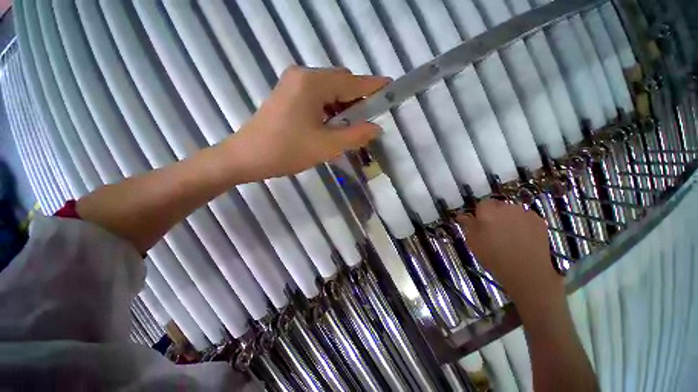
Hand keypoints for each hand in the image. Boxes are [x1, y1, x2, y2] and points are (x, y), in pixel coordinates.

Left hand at [226, 66, 389, 180]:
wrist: (247, 158)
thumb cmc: (287, 151)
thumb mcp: (327, 146)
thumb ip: (355, 135)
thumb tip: (376, 128)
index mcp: (312, 83)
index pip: (352, 82)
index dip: (373, 87)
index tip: (391, 89)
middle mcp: (303, 76)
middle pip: (341, 84)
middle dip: (357, 101)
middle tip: (367, 122)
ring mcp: (293, 85)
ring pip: (329, 92)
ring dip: (343, 108)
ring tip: (349, 129)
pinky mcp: (288, 96)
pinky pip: (317, 98)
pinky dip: (330, 110)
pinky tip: (332, 127)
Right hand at [456, 200, 562, 306]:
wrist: (526, 271)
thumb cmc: (493, 255)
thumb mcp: (472, 240)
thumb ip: (467, 224)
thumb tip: (462, 215)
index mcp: (488, 209)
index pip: (481, 203)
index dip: (480, 213)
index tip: (480, 224)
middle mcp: (507, 206)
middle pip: (498, 206)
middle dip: (495, 215)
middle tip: (493, 231)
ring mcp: (525, 213)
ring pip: (513, 211)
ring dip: (510, 219)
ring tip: (509, 236)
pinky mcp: (540, 221)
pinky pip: (527, 218)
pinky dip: (523, 224)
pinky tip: (522, 238)